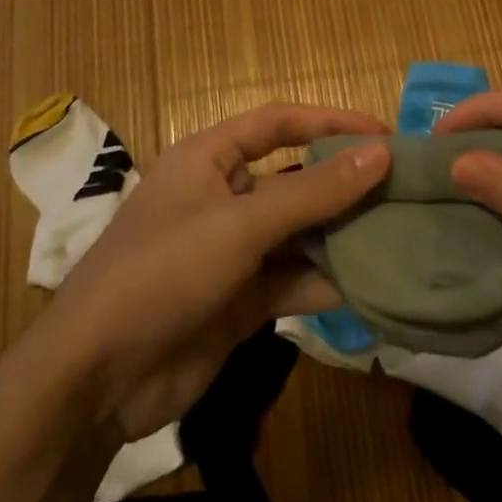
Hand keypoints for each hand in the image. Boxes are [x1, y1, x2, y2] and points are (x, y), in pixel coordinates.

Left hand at [32, 103, 390, 441]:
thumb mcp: (240, 224)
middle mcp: (222, 196)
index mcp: (208, 158)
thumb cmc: (163, 272)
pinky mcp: (240, 299)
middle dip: (344, 184)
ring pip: (298, 232)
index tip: (384, 134)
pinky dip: (325, 282)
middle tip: (404, 191)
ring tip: (399, 237)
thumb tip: (380, 153)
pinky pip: (292, 279)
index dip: (329, 121)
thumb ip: (313, 192)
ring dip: (341, 236)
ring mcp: (232, 250)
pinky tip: (369, 288)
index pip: (278, 123)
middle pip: (294, 179)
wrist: (96, 379)